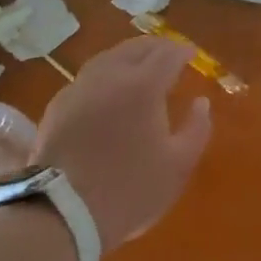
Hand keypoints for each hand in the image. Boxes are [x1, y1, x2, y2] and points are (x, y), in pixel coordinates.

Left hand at [32, 37, 212, 251]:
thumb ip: (196, 129)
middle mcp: (111, 76)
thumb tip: (201, 102)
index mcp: (144, 86)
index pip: (167, 54)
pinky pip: (88, 76)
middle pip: (136, 48)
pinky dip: (105, 73)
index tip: (191, 53)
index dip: (182, 51)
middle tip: (169, 53)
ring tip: (139, 65)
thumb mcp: (177, 166)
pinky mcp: (59, 105)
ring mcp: (81, 87)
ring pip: (109, 57)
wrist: (62, 213)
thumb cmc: (129, 189)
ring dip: (129, 55)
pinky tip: (107, 89)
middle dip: (157, 47)